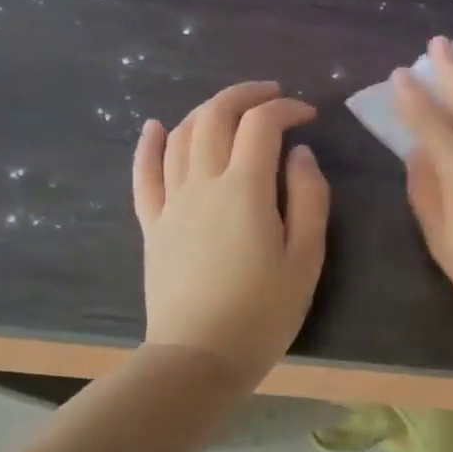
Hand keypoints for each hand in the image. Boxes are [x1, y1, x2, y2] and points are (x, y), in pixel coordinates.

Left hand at [132, 82, 328, 377]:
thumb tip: (301, 154)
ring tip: (232, 110)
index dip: (286, 109)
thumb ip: (309, 198)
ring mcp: (171, 202)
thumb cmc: (264, 311)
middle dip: (244, 95)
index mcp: (244, 190)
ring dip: (206, 111)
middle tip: (272, 95)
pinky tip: (156, 127)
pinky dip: (150, 144)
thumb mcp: (307, 257)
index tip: (308, 115)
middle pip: (214, 117)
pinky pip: (144, 173)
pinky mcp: (152, 224)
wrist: (200, 356)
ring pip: (181, 136)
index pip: (261, 125)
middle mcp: (202, 183)